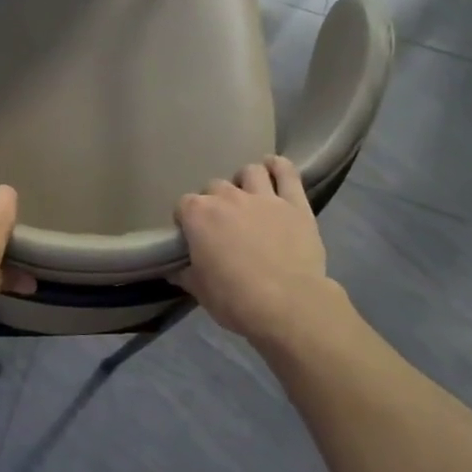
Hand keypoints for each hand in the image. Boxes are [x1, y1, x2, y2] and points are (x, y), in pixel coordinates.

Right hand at [176, 157, 344, 344]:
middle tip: (222, 224)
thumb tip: (175, 270)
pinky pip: (287, 173)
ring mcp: (264, 197)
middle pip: (214, 187)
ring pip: (250, 172)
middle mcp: (228, 198)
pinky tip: (274, 167)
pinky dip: (279, 166)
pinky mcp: (295, 203)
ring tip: (248, 196)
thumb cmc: (235, 299)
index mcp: (198, 216)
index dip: (186, 220)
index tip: (192, 236)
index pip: (183, 205)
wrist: (288, 305)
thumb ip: (186, 274)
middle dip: (215, 202)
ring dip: (245, 181)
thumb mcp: (200, 291)